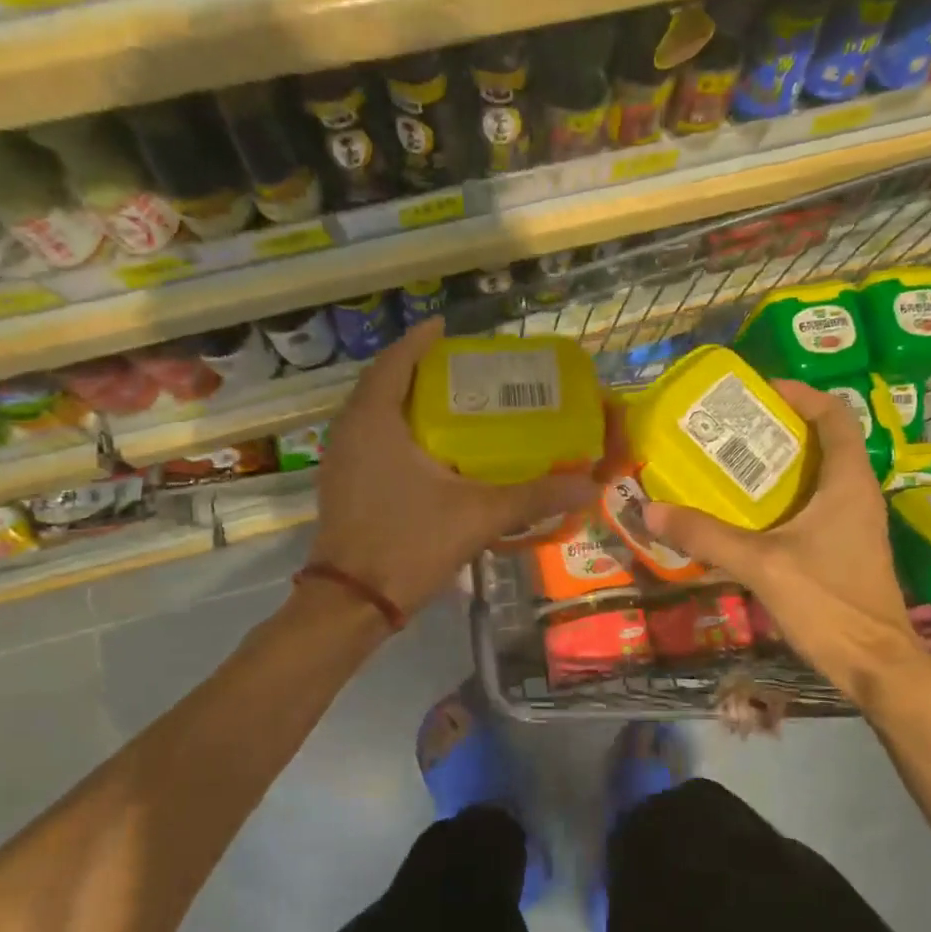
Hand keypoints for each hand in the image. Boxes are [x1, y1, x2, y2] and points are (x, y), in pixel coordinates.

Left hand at [311, 318, 597, 618]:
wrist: (352, 603)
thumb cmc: (409, 544)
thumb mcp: (478, 515)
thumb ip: (534, 496)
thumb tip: (589, 485)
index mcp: (375, 421)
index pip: (396, 361)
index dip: (421, 340)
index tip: (447, 328)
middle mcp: (350, 430)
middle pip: (385, 383)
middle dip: (420, 370)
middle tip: (462, 369)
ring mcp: (341, 459)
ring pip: (375, 413)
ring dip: (408, 400)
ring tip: (451, 401)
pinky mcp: (343, 483)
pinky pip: (371, 438)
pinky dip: (398, 429)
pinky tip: (431, 448)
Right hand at [643, 381, 924, 691]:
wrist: (876, 666)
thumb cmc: (829, 603)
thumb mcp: (762, 565)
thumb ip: (707, 536)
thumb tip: (651, 510)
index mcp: (848, 483)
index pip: (835, 416)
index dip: (802, 395)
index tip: (761, 391)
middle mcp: (856, 494)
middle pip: (824, 442)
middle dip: (779, 430)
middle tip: (732, 429)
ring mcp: (854, 524)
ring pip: (818, 476)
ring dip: (780, 466)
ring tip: (732, 465)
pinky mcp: (845, 549)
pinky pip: (814, 506)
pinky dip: (783, 499)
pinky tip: (747, 515)